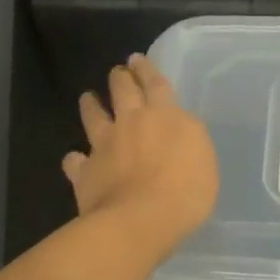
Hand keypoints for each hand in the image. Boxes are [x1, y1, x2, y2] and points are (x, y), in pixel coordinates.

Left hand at [63, 55, 218, 254]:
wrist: (139, 221)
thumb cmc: (185, 192)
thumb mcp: (205, 160)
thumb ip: (189, 139)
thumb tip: (178, 130)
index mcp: (164, 116)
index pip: (155, 84)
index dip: (147, 70)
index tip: (138, 59)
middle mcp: (131, 123)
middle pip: (122, 91)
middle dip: (121, 78)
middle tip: (119, 71)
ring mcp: (104, 146)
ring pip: (93, 117)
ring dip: (91, 105)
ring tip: (88, 98)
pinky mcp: (85, 172)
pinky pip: (75, 161)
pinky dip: (75, 159)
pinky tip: (75, 160)